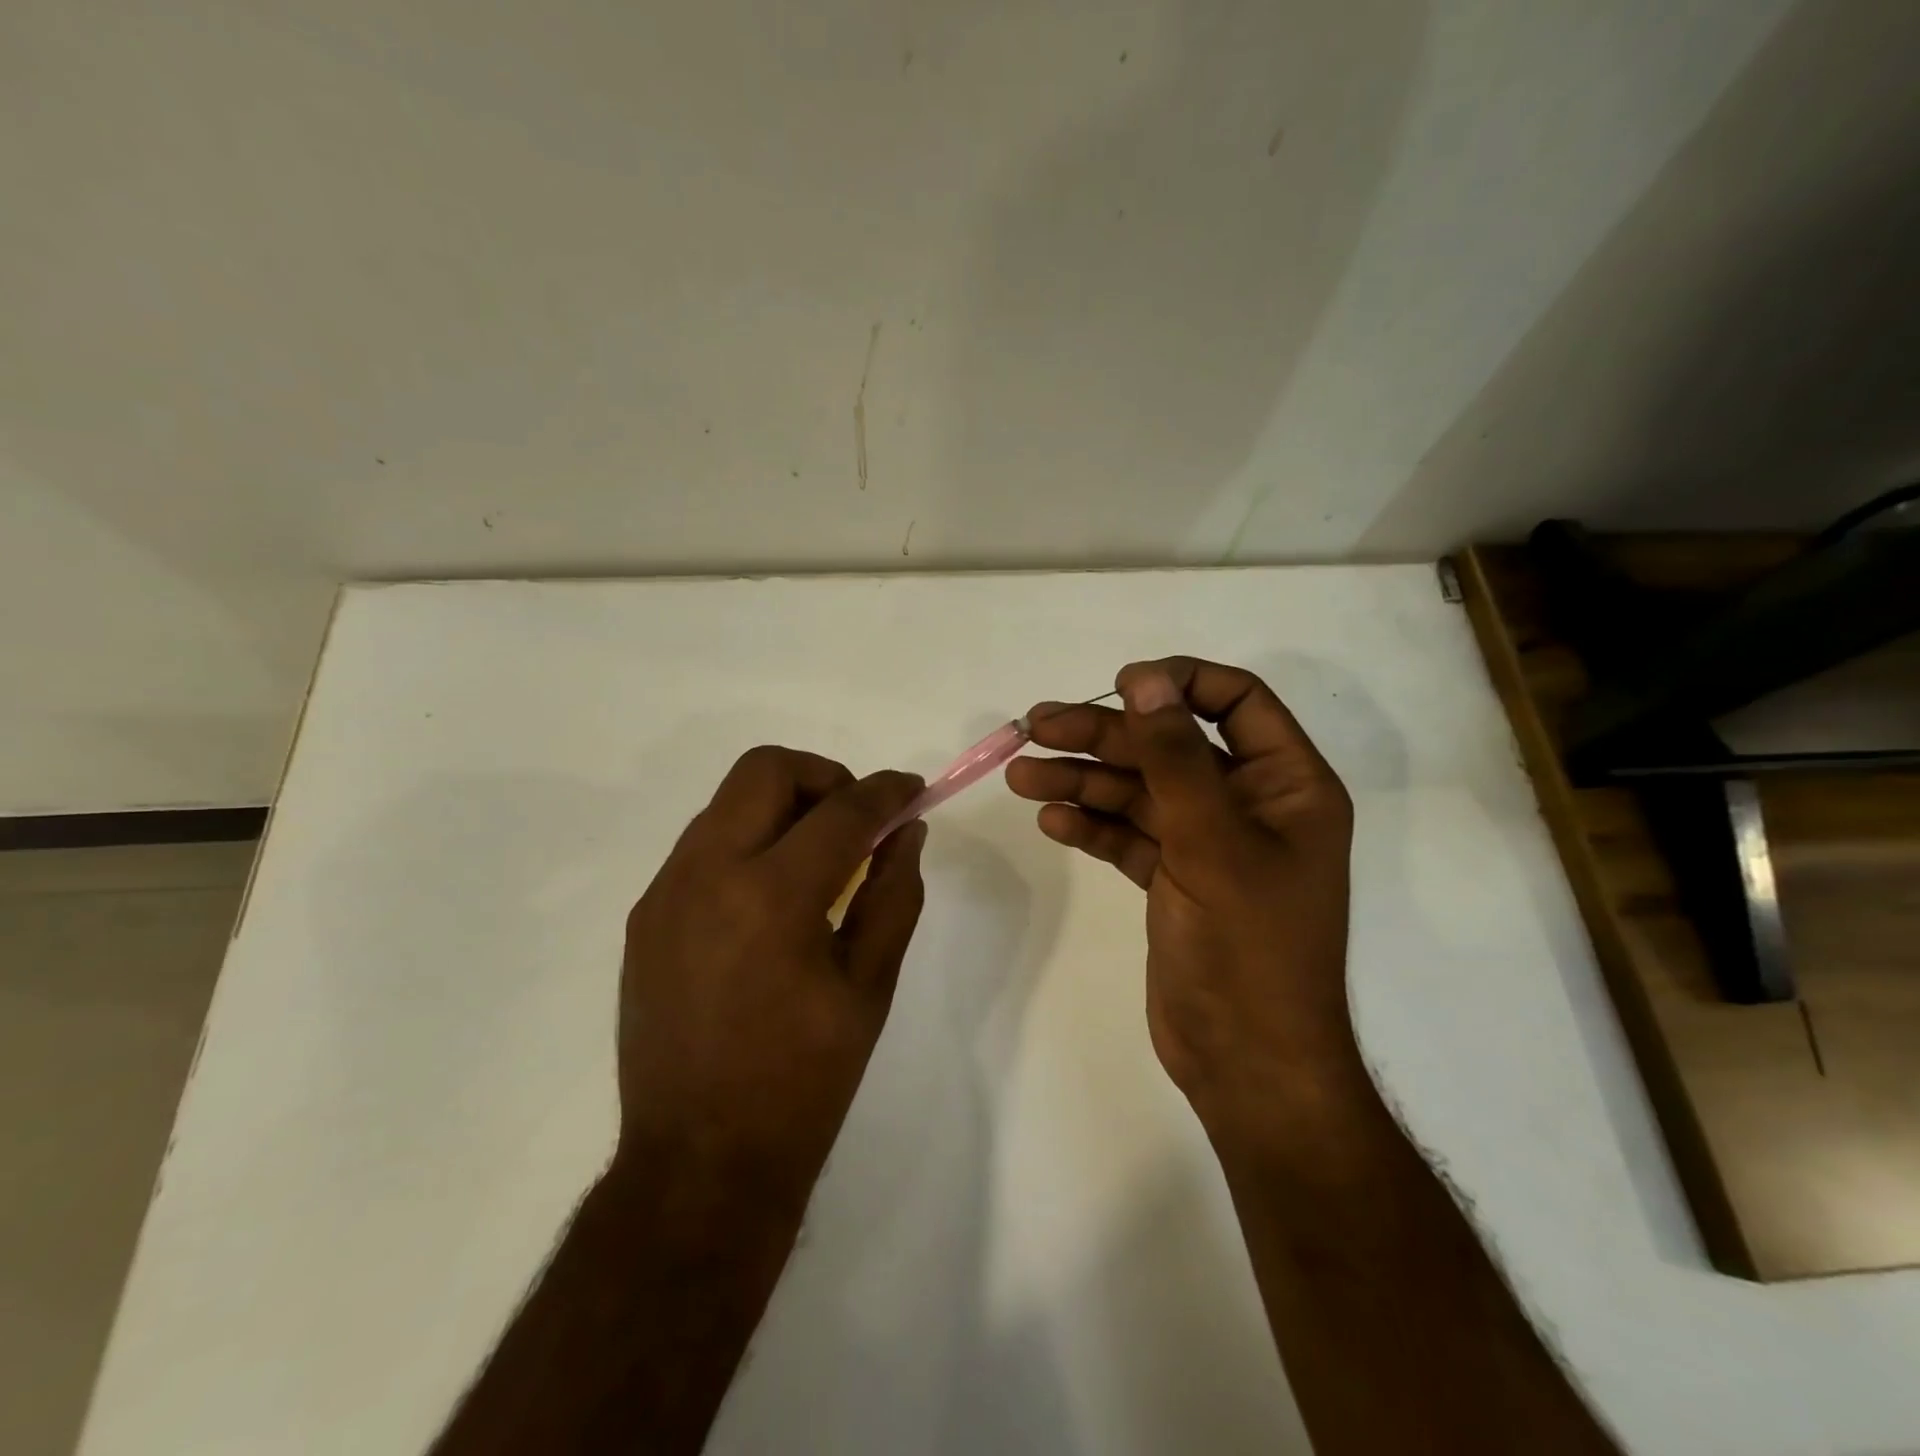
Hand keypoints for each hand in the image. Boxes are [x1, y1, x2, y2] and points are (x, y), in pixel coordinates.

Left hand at [613, 747, 926, 1211]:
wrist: (699, 1164)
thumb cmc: (803, 1082)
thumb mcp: (869, 987)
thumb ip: (894, 894)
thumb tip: (907, 832)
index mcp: (772, 898)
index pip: (842, 811)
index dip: (887, 791)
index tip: (912, 789)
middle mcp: (706, 875)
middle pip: (765, 769)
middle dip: (823, 776)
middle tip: (856, 819)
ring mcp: (665, 893)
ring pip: (728, 801)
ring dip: (782, 806)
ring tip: (817, 858)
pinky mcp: (644, 916)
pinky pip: (703, 845)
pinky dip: (748, 841)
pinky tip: (770, 897)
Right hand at [1006, 658, 1362, 1151]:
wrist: (1247, 1064)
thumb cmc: (1248, 949)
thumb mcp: (1211, 842)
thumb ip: (1175, 758)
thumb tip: (1145, 680)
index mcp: (1287, 785)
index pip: (1236, 701)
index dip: (1178, 683)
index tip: (1119, 686)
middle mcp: (1249, 804)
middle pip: (1169, 746)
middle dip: (1103, 736)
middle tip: (1036, 726)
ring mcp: (1208, 843)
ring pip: (1139, 791)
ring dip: (1082, 780)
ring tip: (1021, 776)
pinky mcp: (1174, 878)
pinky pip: (1128, 835)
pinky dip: (1091, 825)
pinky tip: (1051, 820)